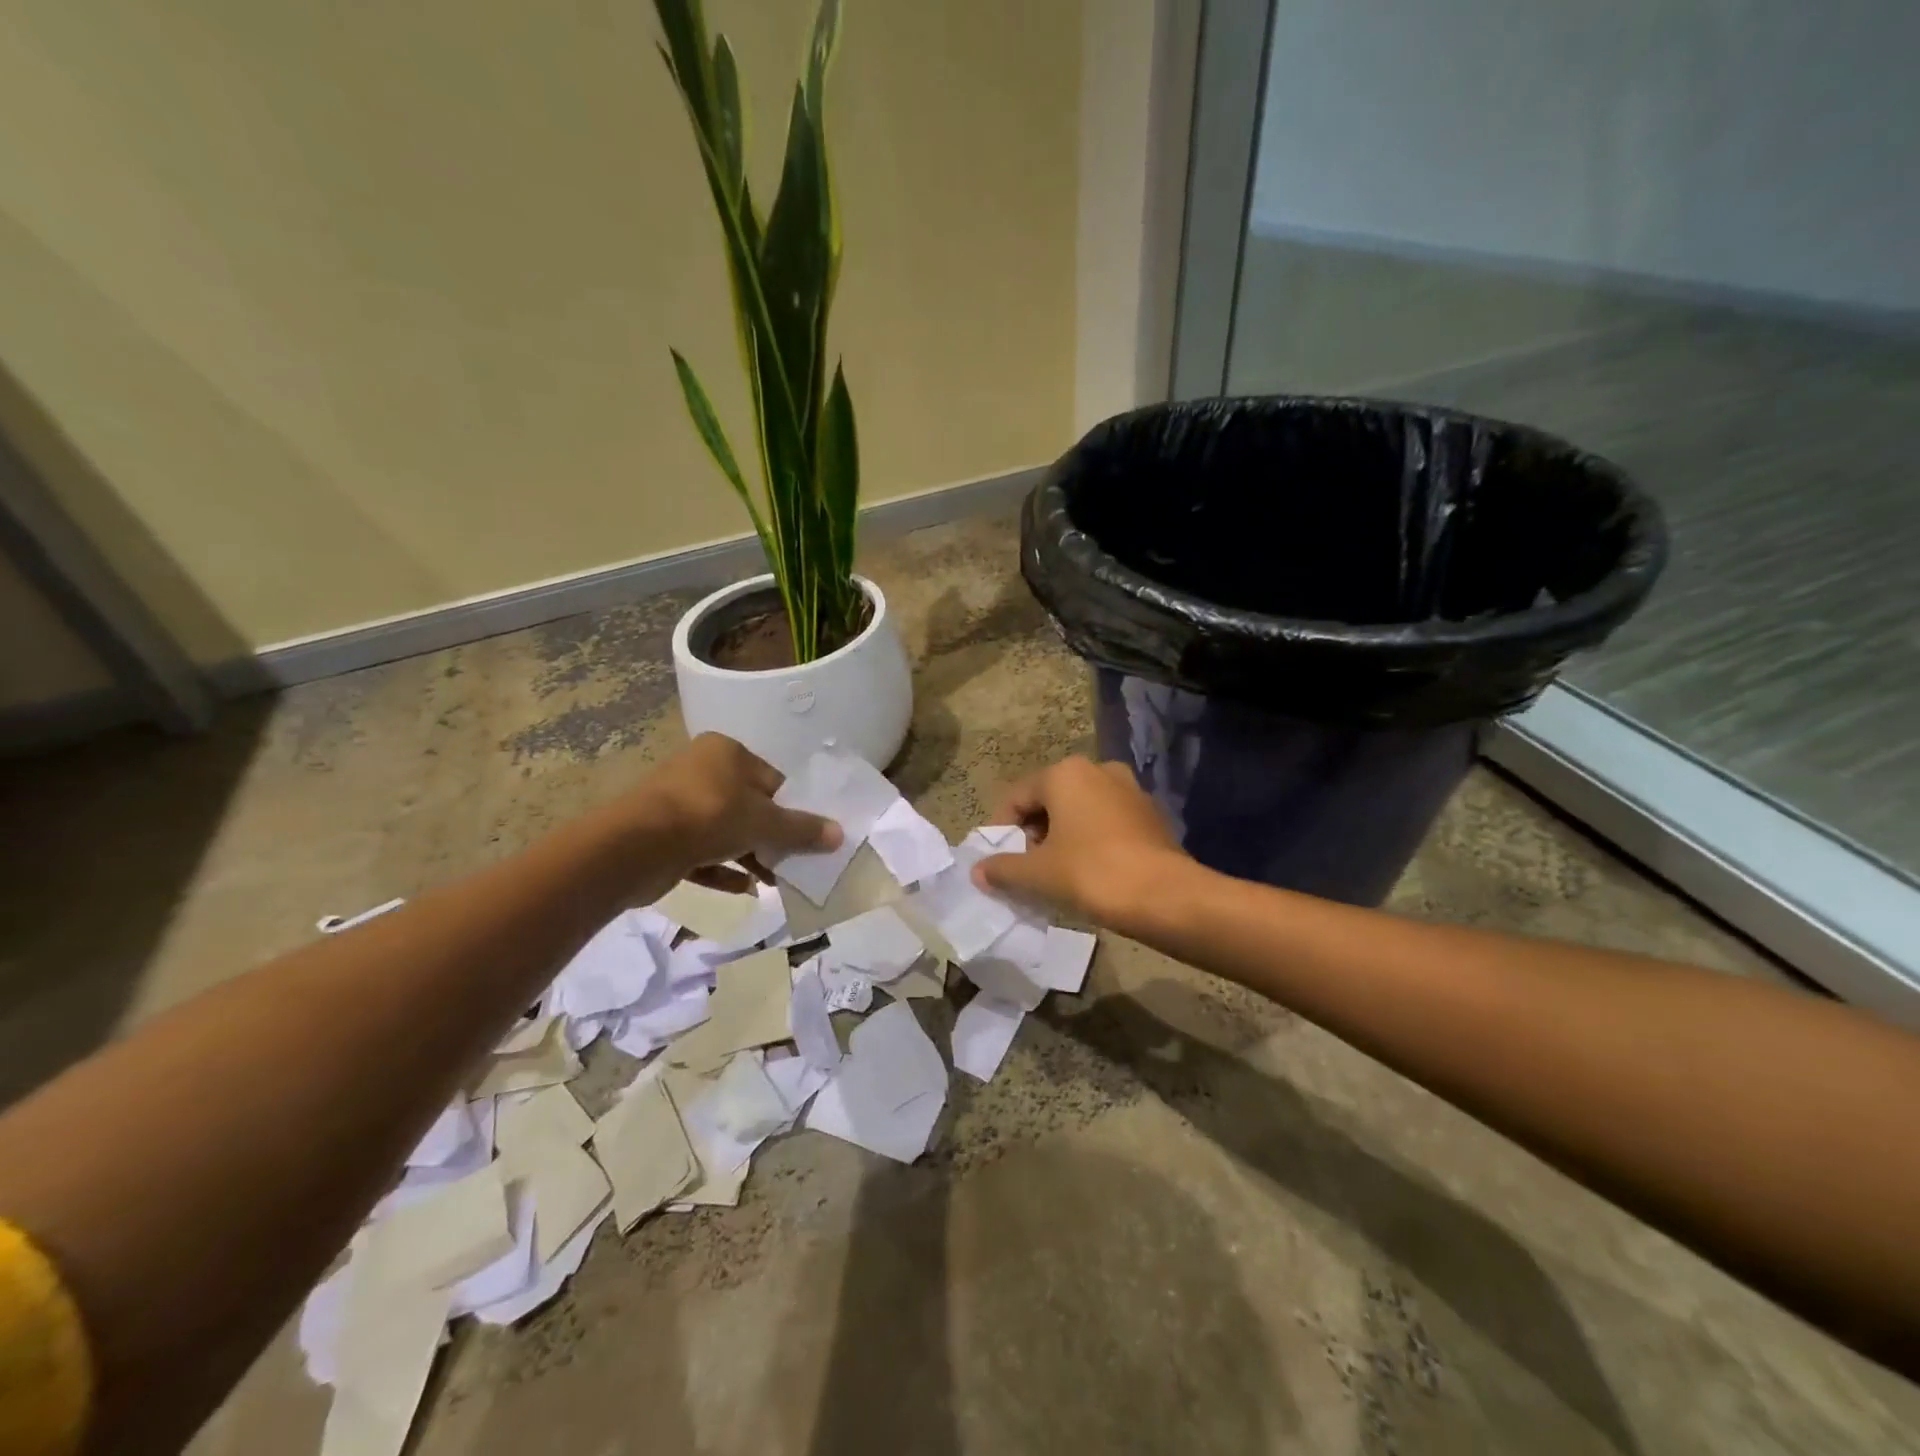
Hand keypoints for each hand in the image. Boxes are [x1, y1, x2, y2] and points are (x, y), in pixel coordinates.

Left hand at [636, 734, 840, 876]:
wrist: (635, 847)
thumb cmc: (709, 816)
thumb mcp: (765, 823)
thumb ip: (802, 830)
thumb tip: (839, 835)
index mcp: (726, 752)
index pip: (772, 780)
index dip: (792, 809)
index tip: (806, 837)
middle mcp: (700, 770)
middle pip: (748, 806)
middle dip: (771, 838)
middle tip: (793, 863)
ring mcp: (677, 804)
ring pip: (725, 831)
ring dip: (750, 857)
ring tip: (774, 882)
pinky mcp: (661, 837)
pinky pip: (701, 853)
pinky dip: (722, 870)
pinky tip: (744, 890)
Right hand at [972, 756, 1187, 925]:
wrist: (1166, 897)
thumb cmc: (1092, 874)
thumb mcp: (1038, 874)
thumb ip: (1003, 868)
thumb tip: (978, 871)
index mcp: (1066, 773)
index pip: (1017, 797)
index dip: (1001, 830)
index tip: (996, 862)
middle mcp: (1098, 770)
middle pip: (1049, 801)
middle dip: (1033, 834)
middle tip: (1025, 869)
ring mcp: (1130, 790)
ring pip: (1080, 811)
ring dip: (1062, 838)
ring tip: (1055, 875)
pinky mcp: (1151, 815)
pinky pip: (1107, 823)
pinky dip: (1091, 842)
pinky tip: (1089, 874)